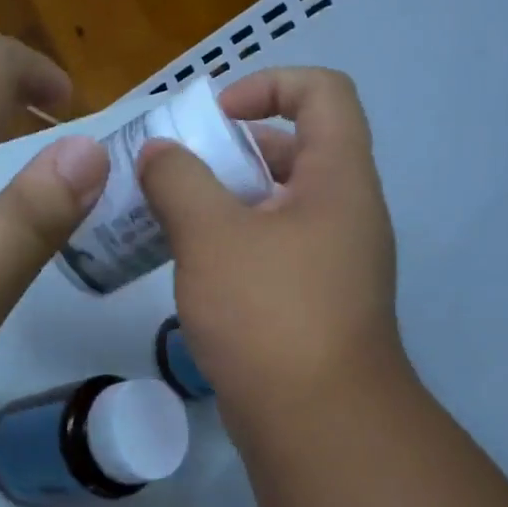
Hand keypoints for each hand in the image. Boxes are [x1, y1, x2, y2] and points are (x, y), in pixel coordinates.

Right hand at [138, 67, 406, 425]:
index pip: (323, 92)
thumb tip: (159, 153)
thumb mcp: (211, 235)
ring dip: (228, 203)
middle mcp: (348, 213)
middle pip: (297, 150)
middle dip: (233, 151)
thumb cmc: (269, 313)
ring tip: (172, 219)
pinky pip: (276, 252)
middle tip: (177, 173)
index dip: (269, 84)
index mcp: (339, 179)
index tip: (214, 116)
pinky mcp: (318, 304)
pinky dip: (237, 246)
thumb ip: (178, 180)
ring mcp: (336, 263)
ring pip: (281, 207)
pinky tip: (194, 270)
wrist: (318, 422)